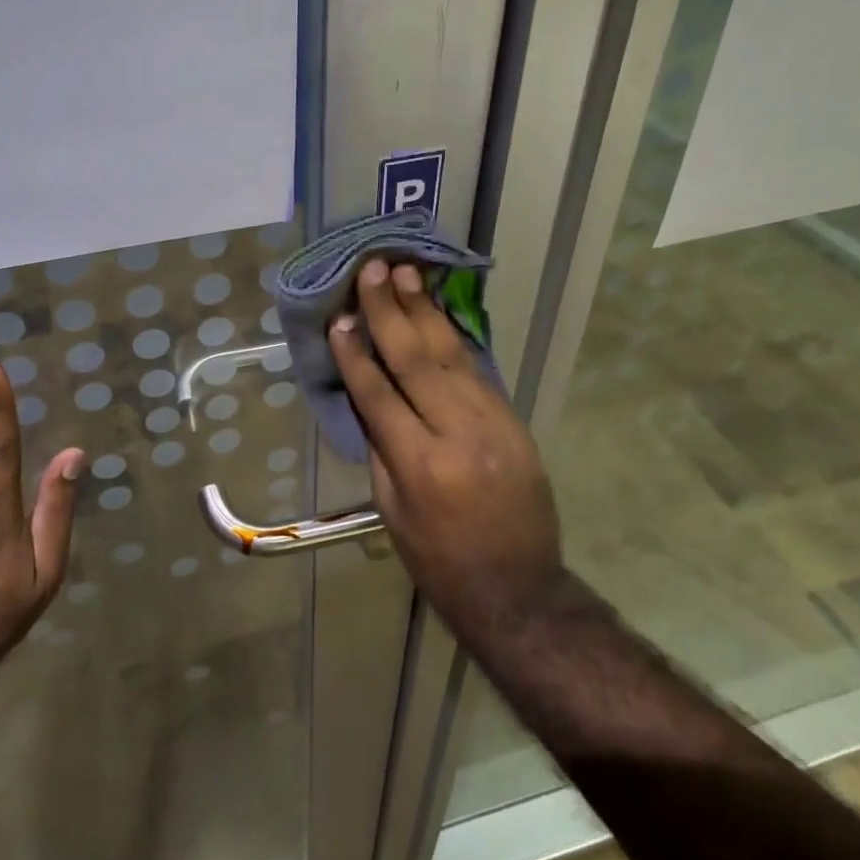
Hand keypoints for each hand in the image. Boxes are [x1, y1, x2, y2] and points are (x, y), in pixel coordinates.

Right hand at [329, 260, 570, 637]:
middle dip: (390, 311)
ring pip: (451, 355)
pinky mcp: (513, 420)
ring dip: (424, 311)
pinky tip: (435, 313)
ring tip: (404, 273)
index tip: (340, 319)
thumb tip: (367, 396)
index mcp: (420, 465)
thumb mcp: (392, 512)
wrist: (518, 589)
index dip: (356, 354)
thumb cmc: (438, 560)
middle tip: (374, 270)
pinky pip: (476, 370)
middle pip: (417, 360)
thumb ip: (381, 448)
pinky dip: (452, 338)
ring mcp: (493, 423)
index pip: (380, 394)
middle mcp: (458, 434)